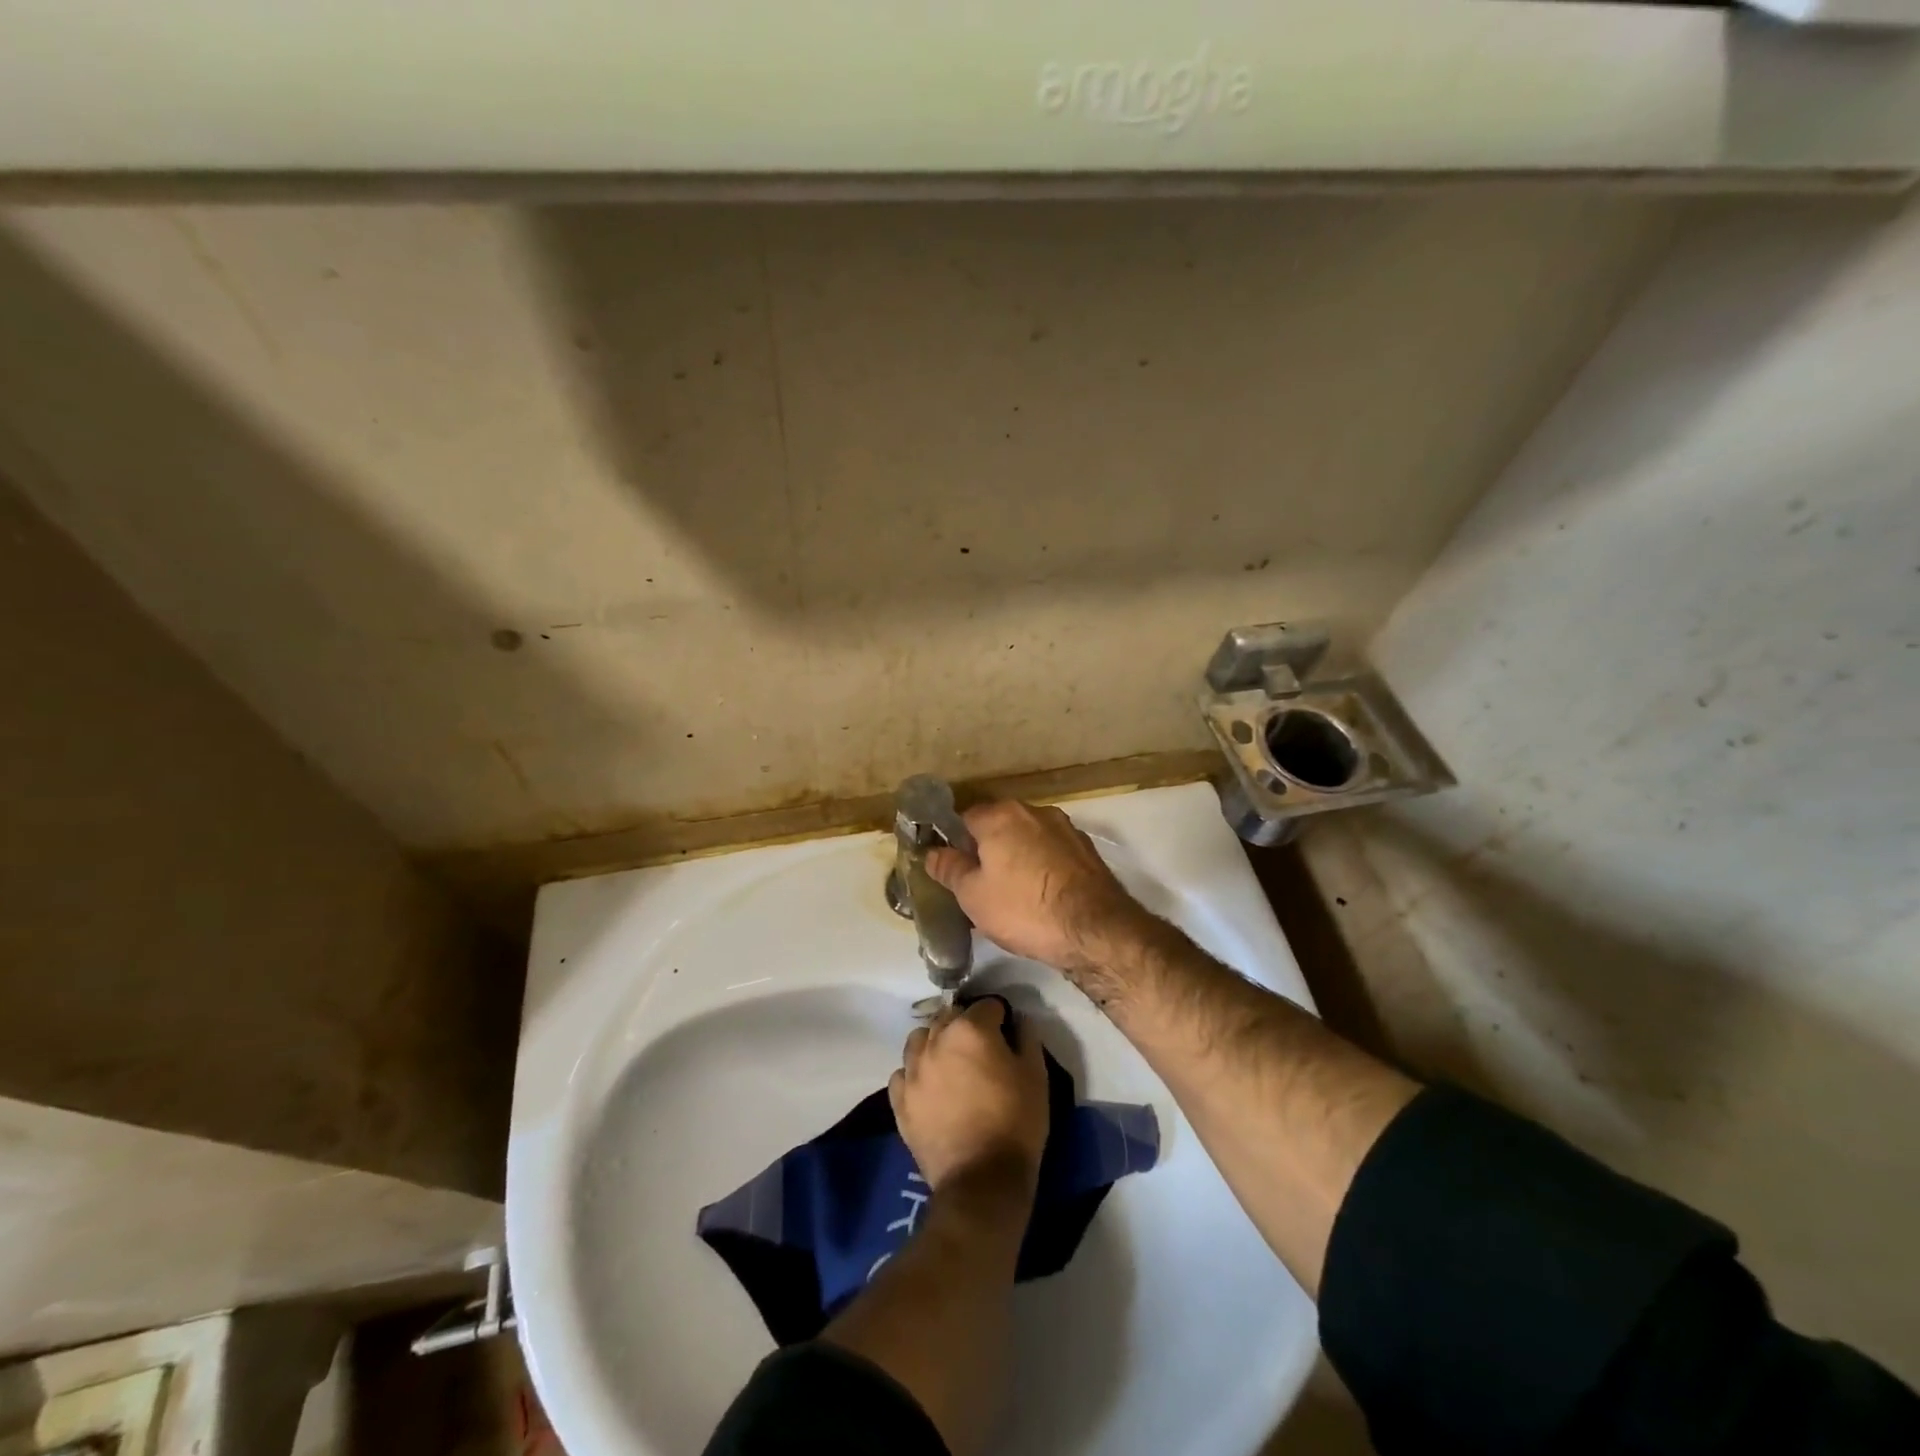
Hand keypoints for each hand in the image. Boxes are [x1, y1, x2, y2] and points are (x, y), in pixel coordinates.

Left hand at [889, 998, 1048, 1192]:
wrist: (982, 1181)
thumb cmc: (1016, 1123)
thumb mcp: (1036, 1076)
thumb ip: (1027, 1038)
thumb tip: (1019, 1020)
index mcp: (970, 1030)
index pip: (987, 1005)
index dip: (1000, 1017)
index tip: (1007, 1032)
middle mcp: (936, 1040)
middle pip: (949, 1016)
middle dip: (966, 1025)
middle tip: (980, 1050)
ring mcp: (913, 1070)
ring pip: (920, 1039)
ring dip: (935, 1043)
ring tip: (950, 1064)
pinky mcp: (899, 1100)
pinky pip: (902, 1073)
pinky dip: (915, 1074)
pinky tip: (929, 1088)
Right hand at [925, 800, 1151, 973]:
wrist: (1095, 930)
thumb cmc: (1024, 909)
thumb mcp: (973, 895)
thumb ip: (949, 869)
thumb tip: (932, 852)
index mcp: (1001, 815)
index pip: (964, 818)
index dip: (953, 843)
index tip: (951, 869)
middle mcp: (1035, 811)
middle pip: (998, 827)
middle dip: (986, 851)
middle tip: (978, 886)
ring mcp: (1066, 829)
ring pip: (1027, 840)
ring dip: (1016, 859)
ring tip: (1010, 896)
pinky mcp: (1087, 851)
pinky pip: (1051, 854)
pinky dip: (1042, 868)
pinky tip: (1040, 897)